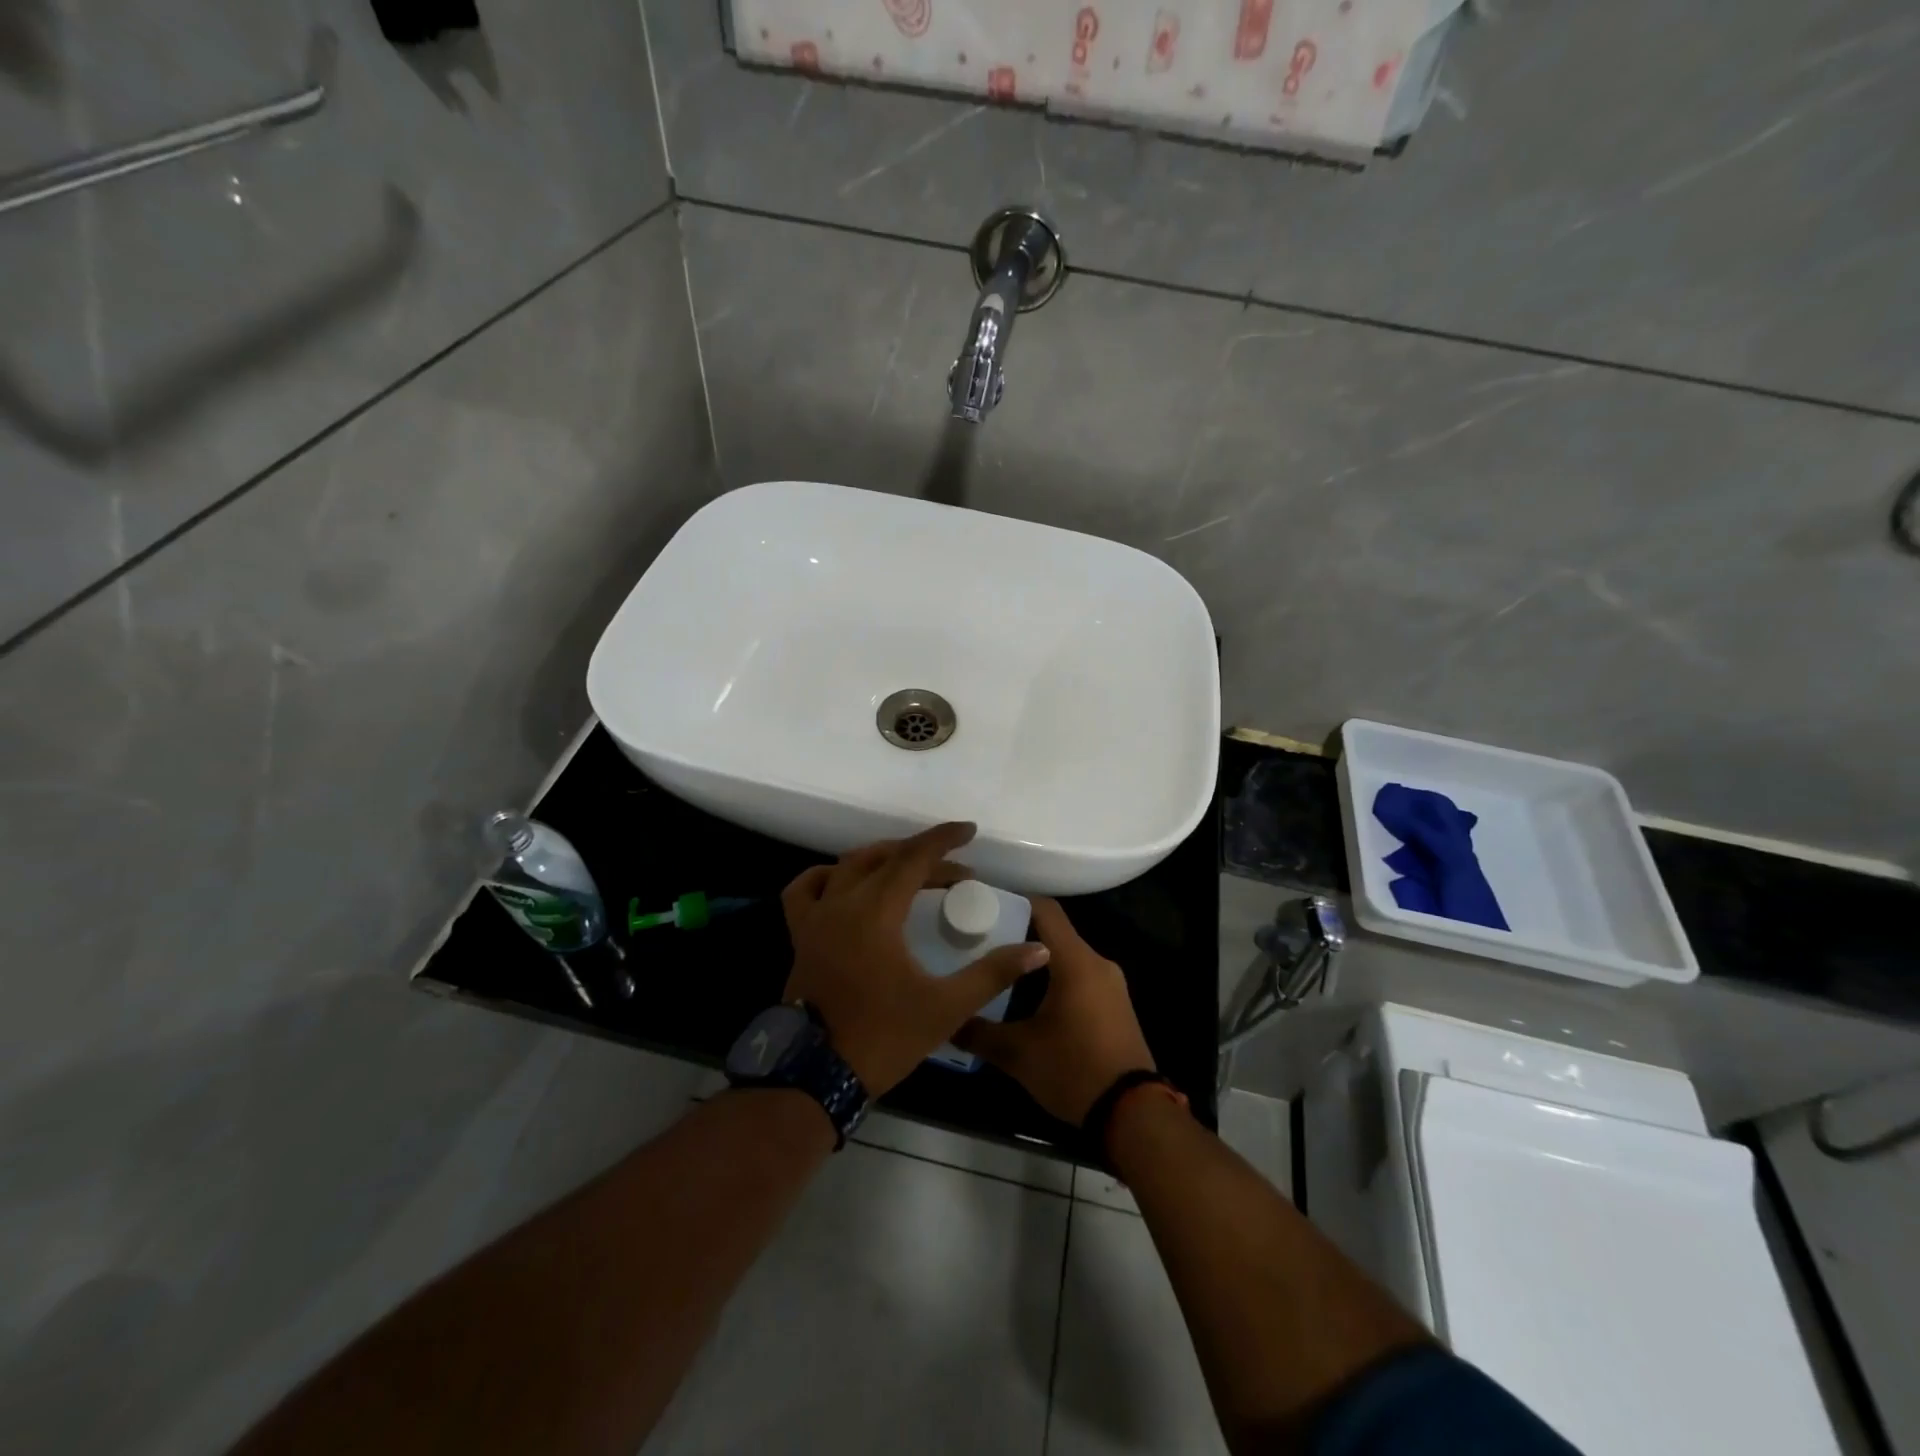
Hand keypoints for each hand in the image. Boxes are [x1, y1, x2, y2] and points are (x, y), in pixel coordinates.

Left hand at [781, 822, 1049, 1097]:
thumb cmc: (883, 1038)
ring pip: (847, 866)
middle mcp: (842, 903)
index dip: (944, 840)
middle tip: (955, 871)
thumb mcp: (946, 1007)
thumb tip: (1037, 949)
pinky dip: (828, 876)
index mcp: (876, 912)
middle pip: (886, 859)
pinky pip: (806, 889)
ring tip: (909, 869)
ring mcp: (815, 918)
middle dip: (923, 857)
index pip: (913, 858)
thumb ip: (992, 973)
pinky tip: (844, 882)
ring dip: (882, 859)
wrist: (816, 1076)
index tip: (969, 832)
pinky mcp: (801, 936)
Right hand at [953, 898, 1155, 1125]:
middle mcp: (1097, 962)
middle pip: (1054, 932)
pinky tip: (1029, 998)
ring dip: (1036, 960)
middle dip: (1018, 934)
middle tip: (981, 942)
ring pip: (1067, 956)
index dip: (1014, 901)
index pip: (1045, 910)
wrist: (1133, 1115)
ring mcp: (1111, 984)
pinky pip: (1080, 977)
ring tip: (999, 970)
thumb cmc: (1073, 1070)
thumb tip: (947, 1020)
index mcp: (1076, 961)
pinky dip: (1055, 978)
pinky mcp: (1115, 1005)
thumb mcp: (1018, 1054)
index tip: (982, 906)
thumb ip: (978, 1032)